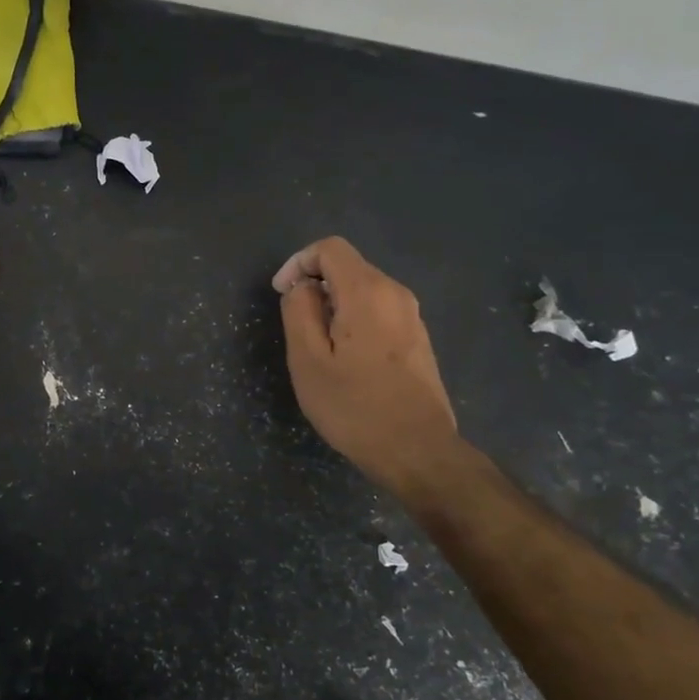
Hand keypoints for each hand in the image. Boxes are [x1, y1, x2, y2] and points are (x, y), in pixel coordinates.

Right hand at [272, 237, 460, 494]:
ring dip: (333, 305)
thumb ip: (298, 311)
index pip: (329, 248)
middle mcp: (395, 293)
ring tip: (317, 347)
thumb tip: (302, 287)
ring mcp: (412, 316)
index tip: (281, 294)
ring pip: (363, 290)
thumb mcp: (307, 360)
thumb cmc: (354, 407)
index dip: (298, 263)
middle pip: (348, 267)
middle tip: (295, 326)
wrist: (417, 451)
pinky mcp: (417, 338)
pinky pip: (378, 311)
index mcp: (367, 292)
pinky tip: (346, 359)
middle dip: (315, 285)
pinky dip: (354, 319)